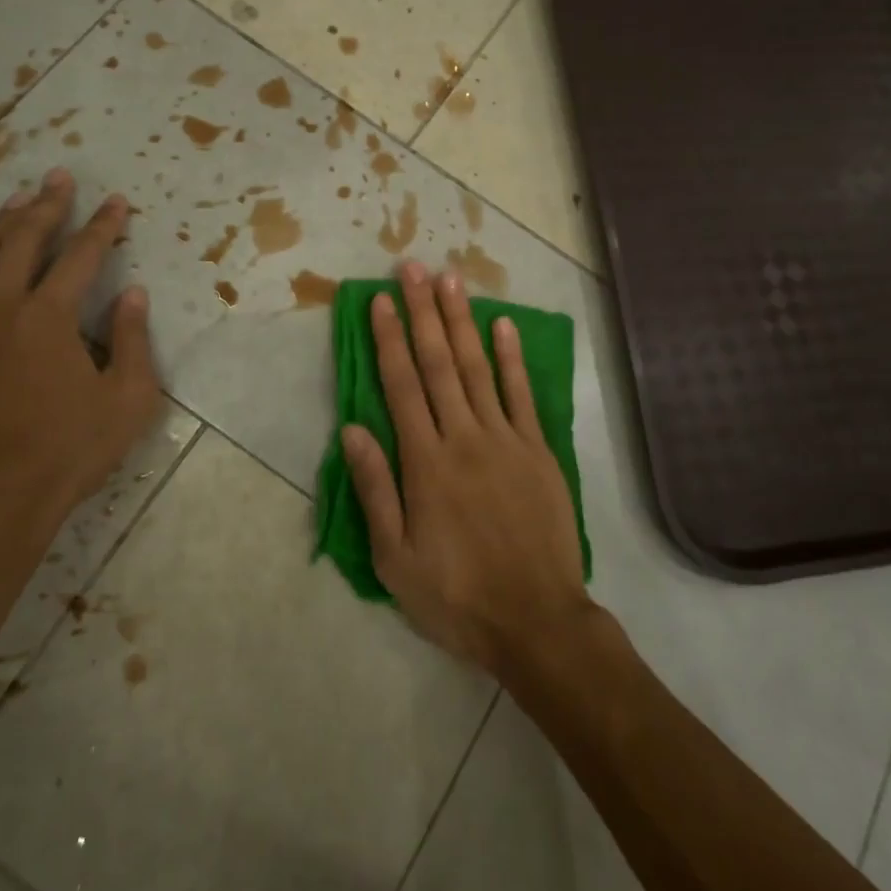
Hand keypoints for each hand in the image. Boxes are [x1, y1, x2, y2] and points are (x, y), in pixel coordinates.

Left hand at [0, 168, 160, 537]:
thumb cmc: (69, 450)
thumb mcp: (128, 399)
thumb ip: (133, 340)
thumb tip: (134, 294)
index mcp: (49, 317)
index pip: (82, 255)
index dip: (103, 225)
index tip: (117, 202)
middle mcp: (0, 308)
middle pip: (21, 239)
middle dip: (45, 204)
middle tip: (59, 179)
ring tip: (16, 202)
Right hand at [342, 259, 592, 676]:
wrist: (537, 621)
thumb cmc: (457, 595)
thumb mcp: (396, 559)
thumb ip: (375, 490)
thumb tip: (352, 430)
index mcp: (425, 462)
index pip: (401, 386)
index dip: (389, 339)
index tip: (380, 301)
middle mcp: (464, 437)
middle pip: (438, 363)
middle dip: (423, 312)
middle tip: (412, 269)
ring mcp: (506, 439)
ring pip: (477, 368)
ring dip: (462, 321)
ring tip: (451, 281)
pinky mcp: (538, 450)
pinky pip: (523, 394)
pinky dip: (513, 357)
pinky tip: (503, 325)